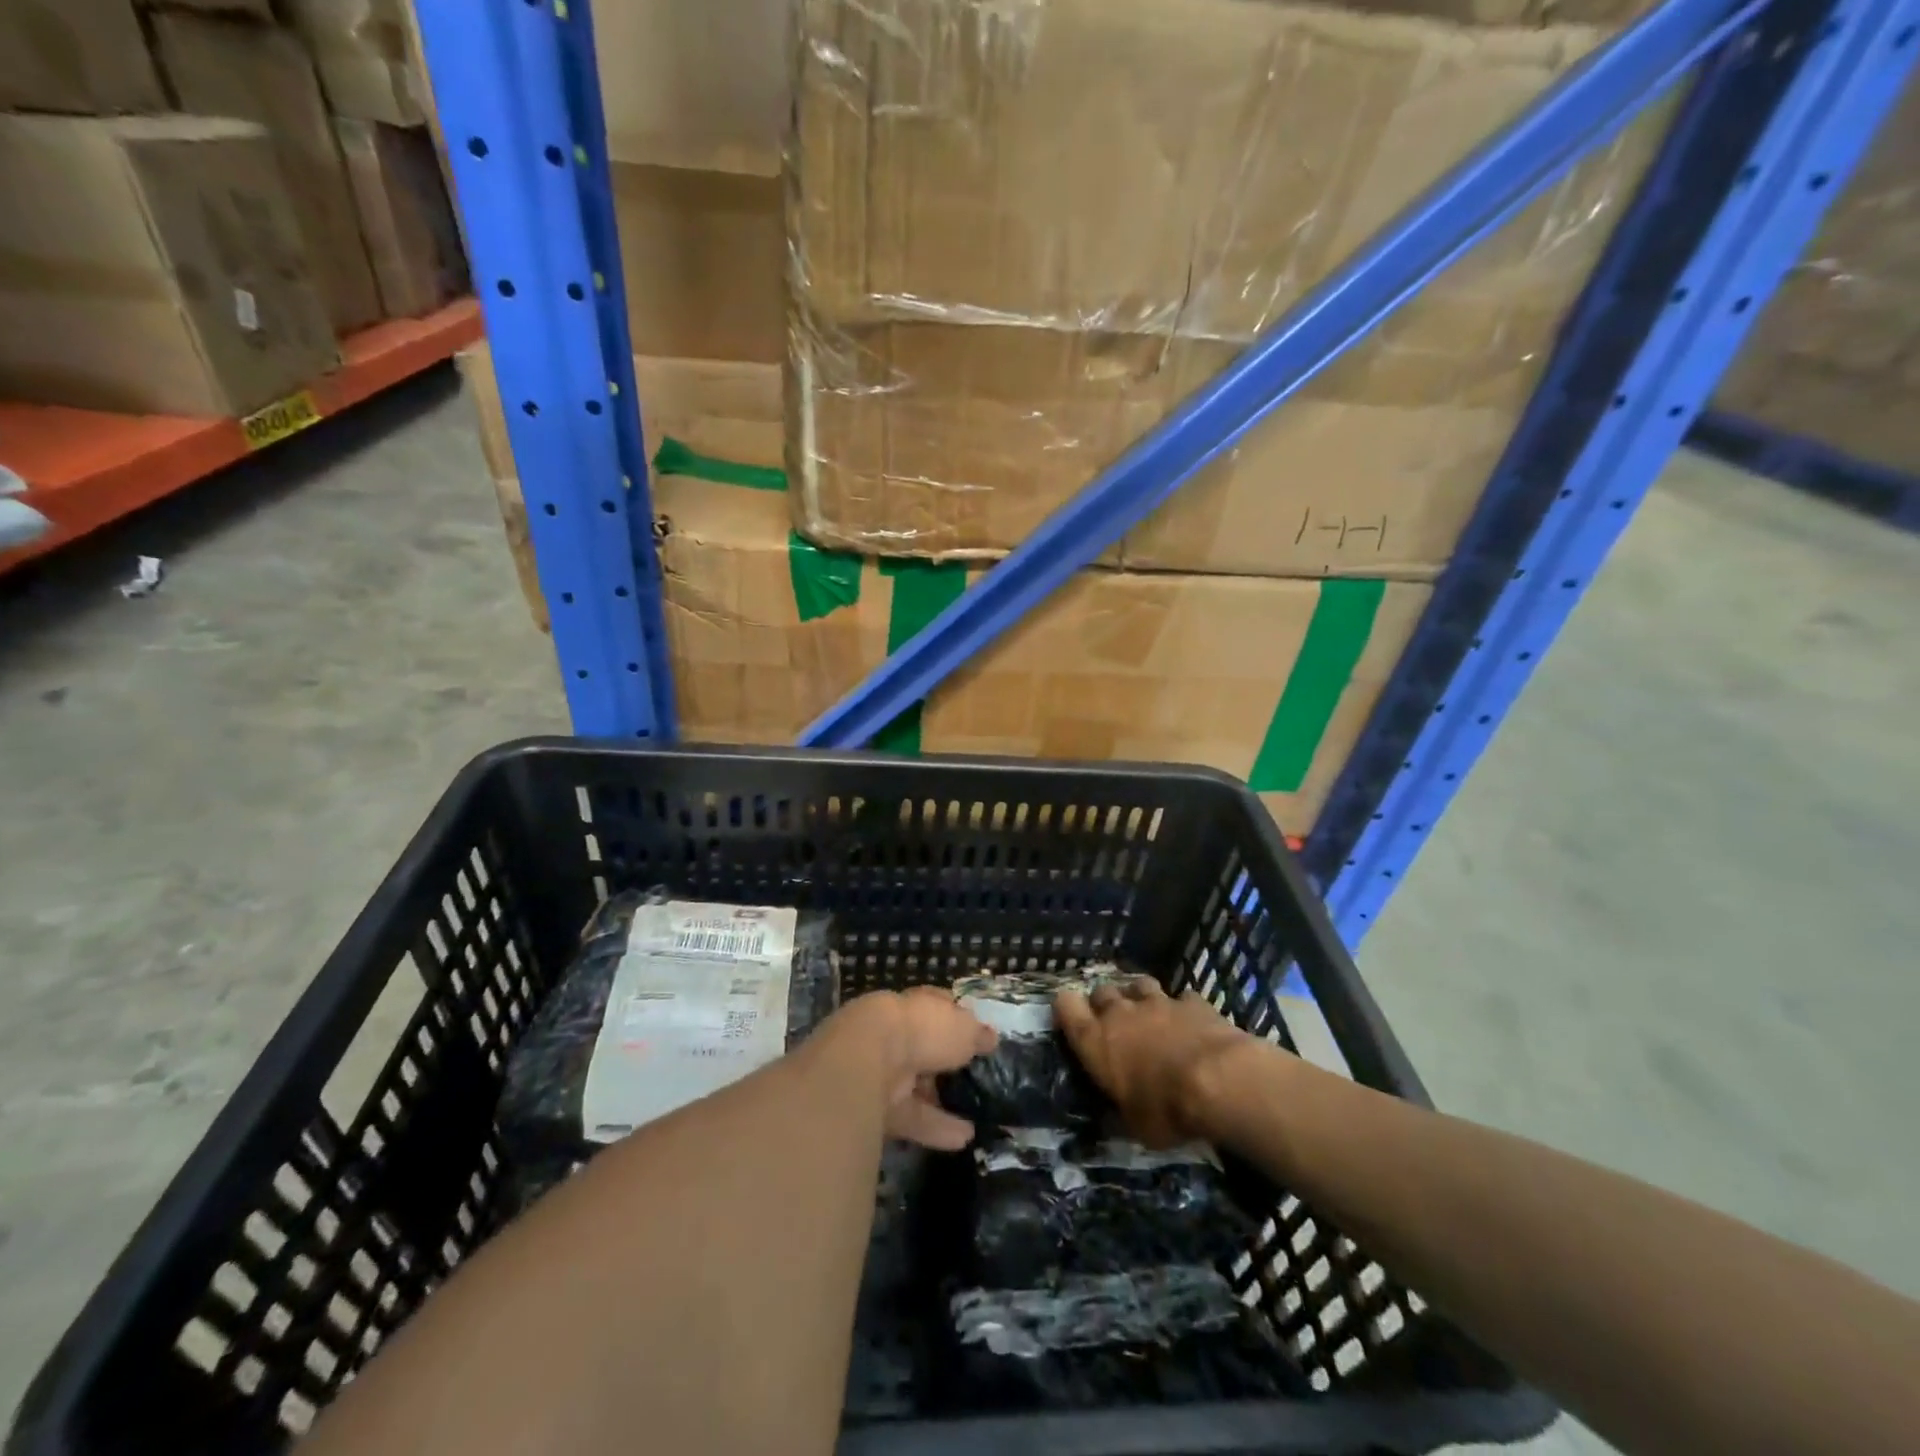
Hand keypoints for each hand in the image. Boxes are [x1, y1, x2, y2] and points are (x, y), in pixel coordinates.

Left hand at [826, 988, 996, 1150]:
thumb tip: (991, 1037)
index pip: (936, 1006)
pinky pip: (910, 1116)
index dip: (956, 1018)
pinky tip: (963, 1139)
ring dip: (942, 1103)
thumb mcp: (963, 1028)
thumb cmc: (922, 1030)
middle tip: (974, 1080)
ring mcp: (882, 1069)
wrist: (868, 1059)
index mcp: (914, 1006)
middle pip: (924, 1049)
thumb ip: (977, 1034)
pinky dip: (935, 1128)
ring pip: (916, 1087)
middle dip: (945, 1064)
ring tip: (976, 1120)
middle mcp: (896, 1033)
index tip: (976, 1033)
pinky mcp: (875, 1105)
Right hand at [1055, 978, 1248, 1146]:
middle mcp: (1120, 1013)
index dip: (1067, 1009)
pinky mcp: (1191, 1001)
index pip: (1065, 1006)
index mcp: (1096, 1040)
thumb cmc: (1165, 1109)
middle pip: (1101, 991)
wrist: (1219, 1080)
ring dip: (1138, 997)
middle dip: (1104, 1003)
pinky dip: (1181, 1008)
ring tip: (1147, 1014)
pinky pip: (1180, 998)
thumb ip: (1119, 1111)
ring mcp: (1157, 1002)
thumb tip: (1111, 1117)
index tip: (1072, 1020)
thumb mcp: (1134, 1125)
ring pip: (1138, 984)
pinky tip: (1189, 1022)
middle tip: (1114, 1024)